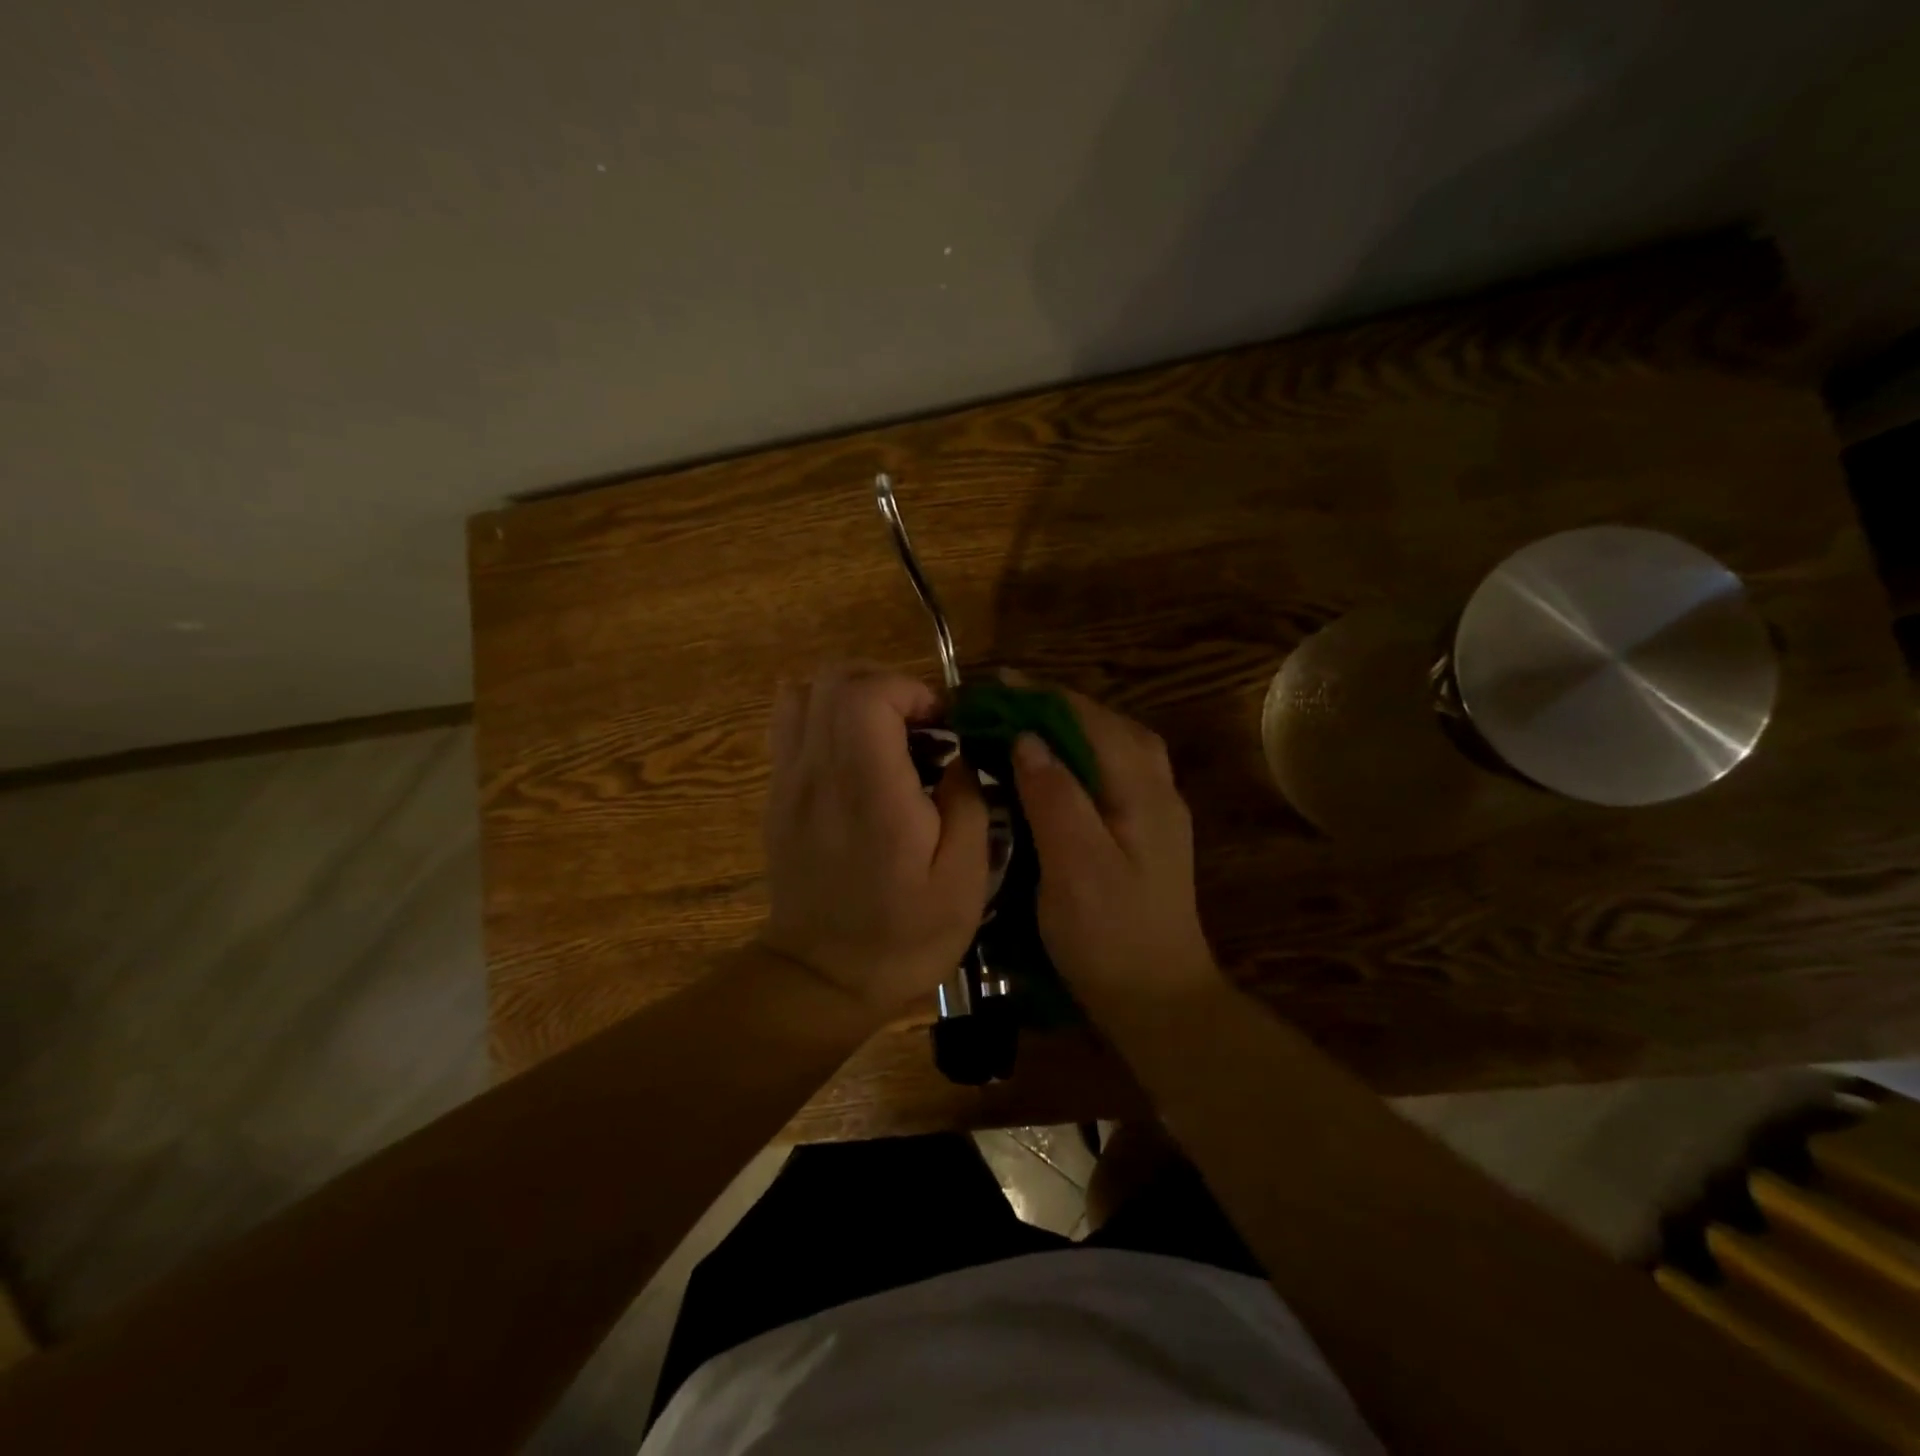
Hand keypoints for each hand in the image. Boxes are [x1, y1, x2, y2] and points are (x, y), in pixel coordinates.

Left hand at [759, 662, 988, 1020]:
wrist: (823, 979)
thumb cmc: (903, 935)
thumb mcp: (964, 879)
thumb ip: (967, 801)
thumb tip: (957, 757)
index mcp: (869, 790)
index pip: (867, 693)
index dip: (910, 690)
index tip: (941, 726)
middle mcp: (819, 773)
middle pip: (833, 680)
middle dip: (886, 685)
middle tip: (920, 726)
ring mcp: (788, 781)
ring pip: (803, 693)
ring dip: (851, 696)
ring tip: (887, 733)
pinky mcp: (777, 795)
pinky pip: (789, 725)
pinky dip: (823, 717)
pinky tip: (856, 754)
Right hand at [1010, 690, 1221, 1008]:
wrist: (1158, 1000)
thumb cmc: (1110, 935)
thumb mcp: (1074, 865)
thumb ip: (1054, 796)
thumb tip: (1029, 738)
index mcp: (1142, 790)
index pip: (1090, 719)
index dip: (1041, 697)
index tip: (994, 684)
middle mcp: (1157, 789)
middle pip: (1107, 725)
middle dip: (1055, 705)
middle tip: (1003, 704)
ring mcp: (1155, 812)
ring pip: (1113, 747)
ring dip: (1070, 728)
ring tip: (1024, 726)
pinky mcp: (1146, 834)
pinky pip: (1112, 773)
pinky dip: (1080, 757)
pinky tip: (1052, 774)